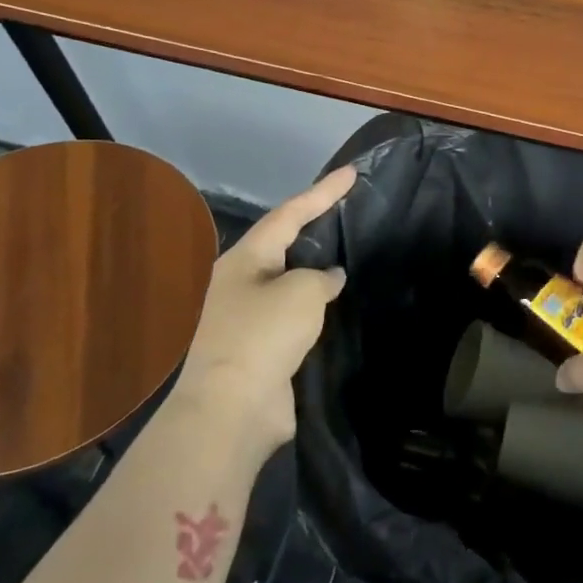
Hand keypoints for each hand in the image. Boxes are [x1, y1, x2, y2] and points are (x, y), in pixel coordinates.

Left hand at [174, 165, 354, 451]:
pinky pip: (293, 316)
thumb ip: (322, 277)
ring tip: (350, 256)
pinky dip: (315, 308)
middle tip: (348, 211)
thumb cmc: (263, 336)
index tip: (351, 172)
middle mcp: (240, 283)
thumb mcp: (302, 293)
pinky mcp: (259, 349)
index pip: (289, 214)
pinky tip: (337, 307)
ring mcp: (246, 318)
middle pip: (284, 244)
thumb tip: (329, 279)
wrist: (231, 410)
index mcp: (244, 260)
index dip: (322, 191)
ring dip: (317, 271)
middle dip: (315, 227)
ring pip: (289, 282)